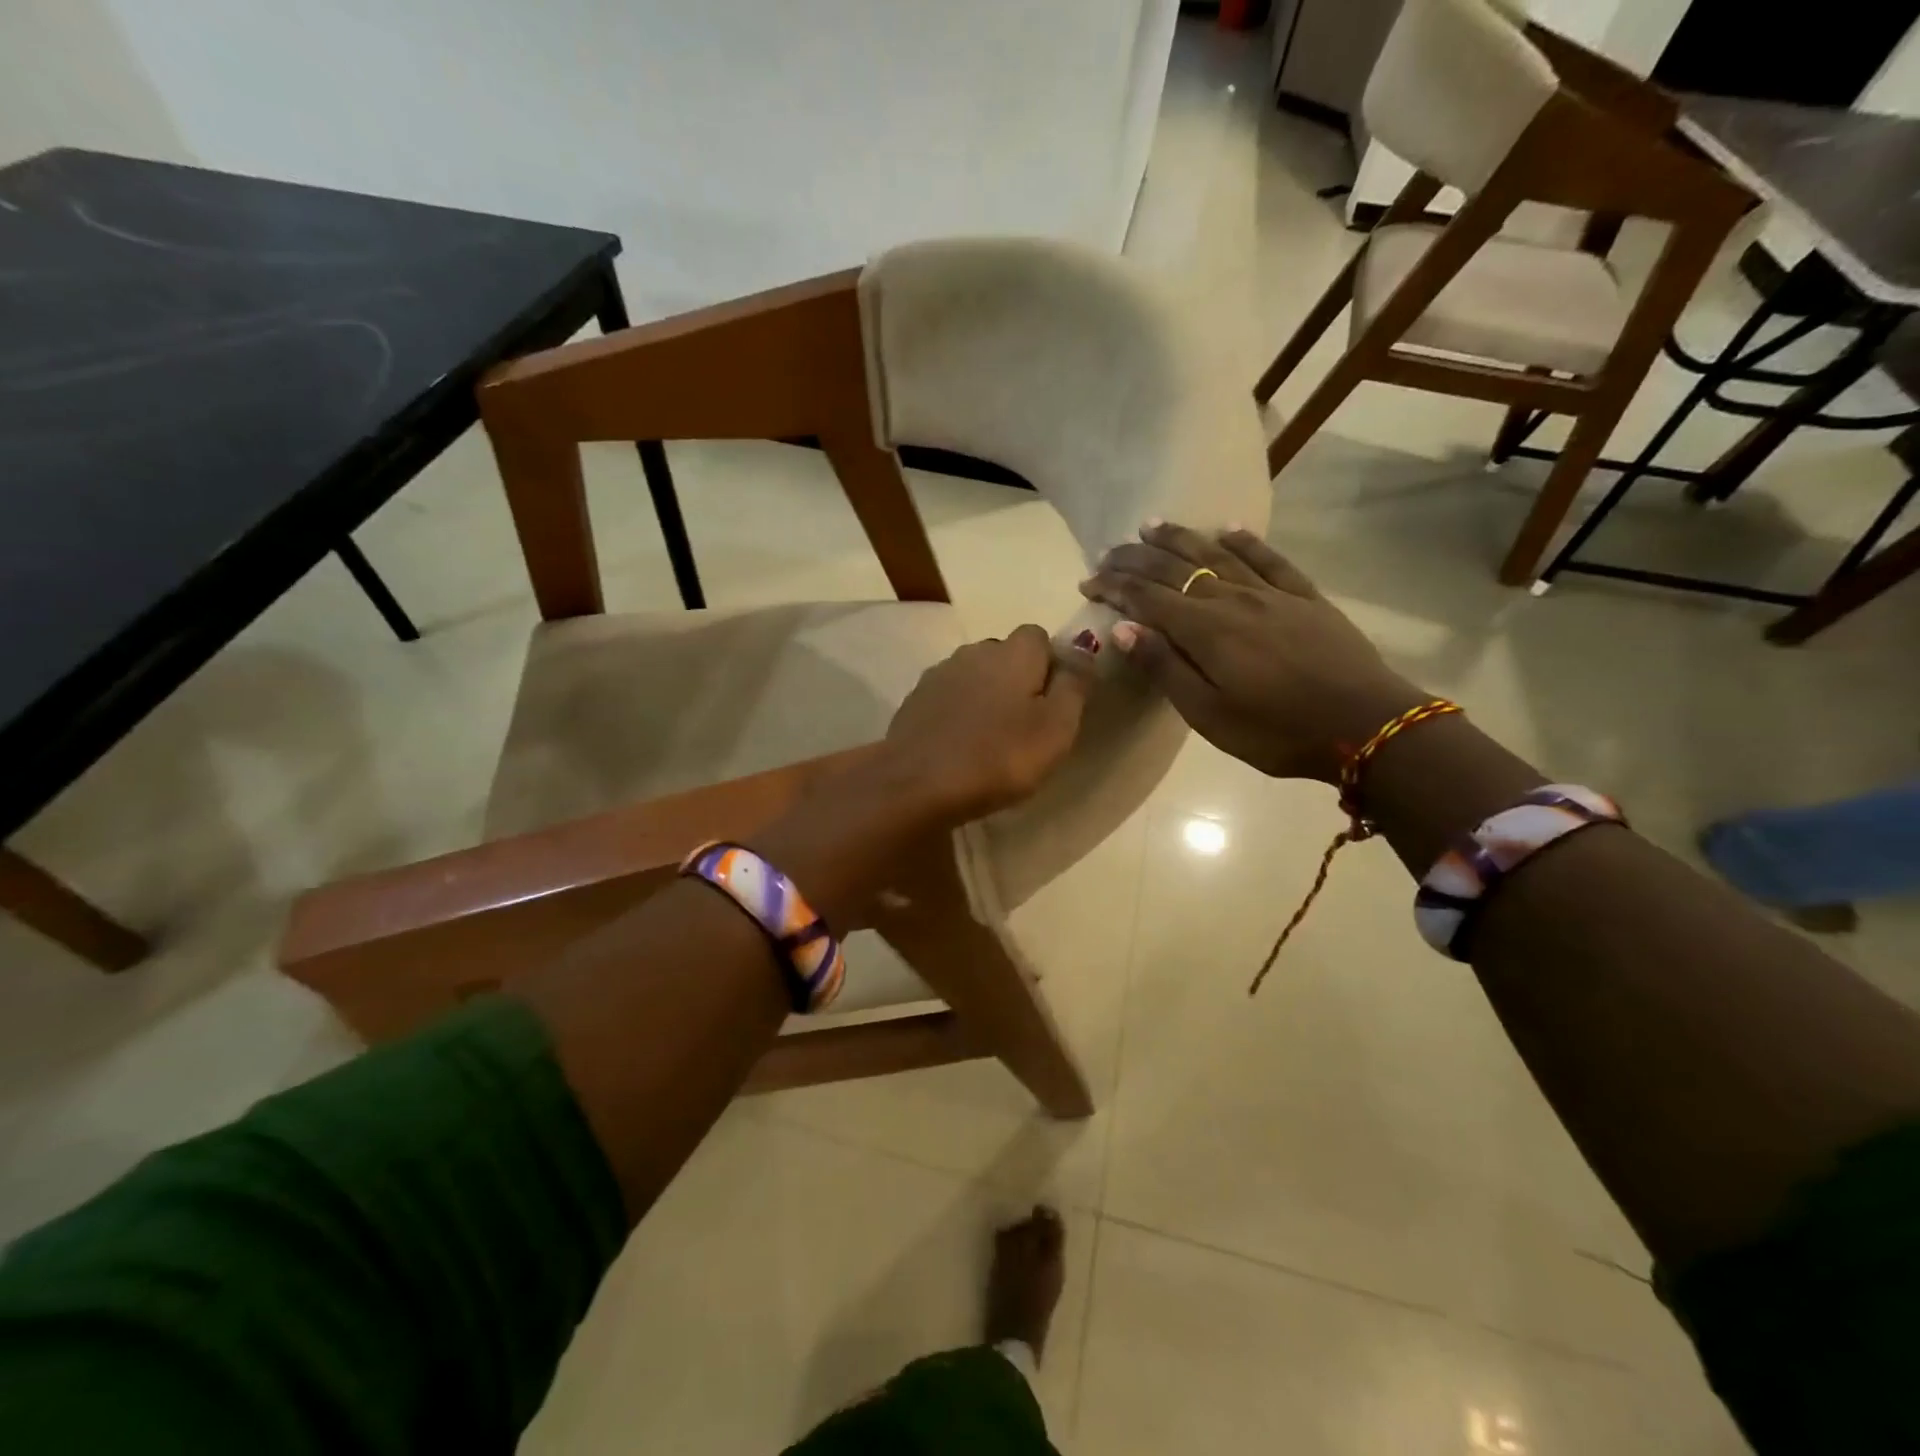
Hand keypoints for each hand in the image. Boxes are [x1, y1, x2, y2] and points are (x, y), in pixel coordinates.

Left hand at [881, 625, 1094, 821]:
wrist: (917, 783)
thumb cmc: (998, 757)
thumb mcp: (1056, 728)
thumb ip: (1074, 685)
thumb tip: (1082, 647)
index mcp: (1013, 652)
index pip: (1039, 637)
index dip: (1050, 665)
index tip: (1054, 703)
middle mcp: (975, 651)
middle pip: (1005, 655)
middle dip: (1018, 680)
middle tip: (1025, 726)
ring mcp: (940, 674)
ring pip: (975, 676)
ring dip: (986, 696)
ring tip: (990, 738)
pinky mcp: (915, 700)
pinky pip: (949, 698)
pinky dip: (958, 713)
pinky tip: (960, 744)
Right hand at [1078, 522, 1423, 783]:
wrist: (1366, 725)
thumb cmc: (1276, 731)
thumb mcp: (1208, 714)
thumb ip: (1166, 667)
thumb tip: (1122, 628)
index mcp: (1205, 630)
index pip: (1147, 597)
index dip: (1115, 586)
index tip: (1088, 581)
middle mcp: (1233, 599)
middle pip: (1176, 568)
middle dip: (1136, 558)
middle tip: (1108, 551)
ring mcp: (1271, 594)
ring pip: (1217, 554)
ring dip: (1180, 538)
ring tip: (1151, 525)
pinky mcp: (1305, 597)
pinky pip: (1269, 559)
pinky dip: (1244, 540)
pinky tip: (1227, 529)